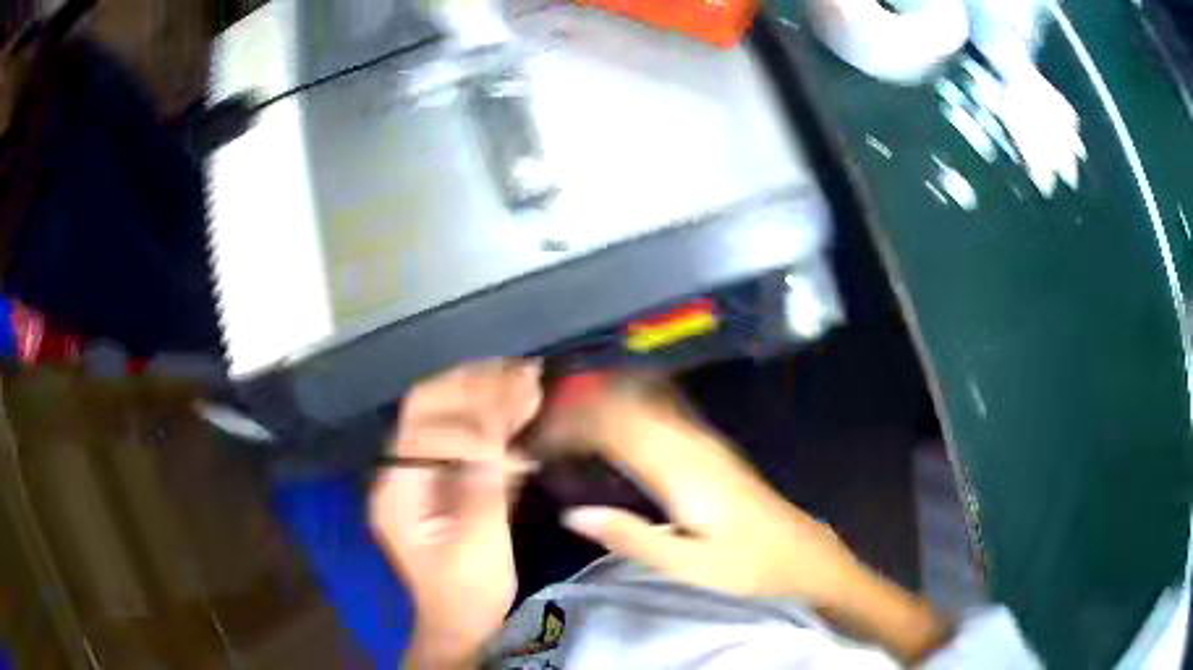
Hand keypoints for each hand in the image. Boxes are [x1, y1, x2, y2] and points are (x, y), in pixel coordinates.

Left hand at [369, 360, 541, 667]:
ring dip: (483, 392)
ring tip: (523, 375)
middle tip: (519, 372)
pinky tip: (518, 404)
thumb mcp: (479, 547)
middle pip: (425, 408)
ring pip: (442, 414)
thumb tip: (500, 438)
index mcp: (398, 494)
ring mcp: (418, 473)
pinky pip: (460, 435)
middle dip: (472, 386)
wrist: (459, 621)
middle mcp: (400, 473)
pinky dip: (489, 416)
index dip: (473, 426)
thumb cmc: (467, 592)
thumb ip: (485, 489)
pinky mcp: (439, 478)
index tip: (518, 420)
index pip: (426, 436)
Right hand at [542, 378, 856, 602]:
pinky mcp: (707, 445)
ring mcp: (702, 438)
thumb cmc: (746, 565)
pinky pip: (657, 410)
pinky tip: (605, 422)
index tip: (533, 438)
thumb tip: (572, 514)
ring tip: (559, 421)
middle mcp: (690, 441)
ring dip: (597, 403)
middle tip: (536, 428)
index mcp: (681, 469)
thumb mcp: (687, 564)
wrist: (800, 552)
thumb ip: (630, 536)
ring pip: (640, 399)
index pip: (613, 425)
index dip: (569, 424)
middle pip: (623, 402)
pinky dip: (623, 408)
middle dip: (575, 407)